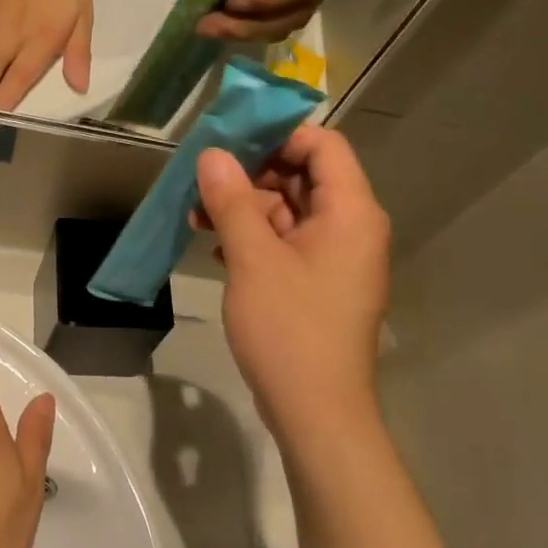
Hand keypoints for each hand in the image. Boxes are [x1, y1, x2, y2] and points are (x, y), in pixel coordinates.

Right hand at [194, 126, 390, 441]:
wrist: (316, 412)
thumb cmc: (290, 328)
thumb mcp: (253, 259)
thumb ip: (232, 200)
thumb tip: (211, 154)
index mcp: (351, 212)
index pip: (322, 145)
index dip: (277, 135)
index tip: (228, 139)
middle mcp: (351, 228)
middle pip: (304, 176)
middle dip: (251, 174)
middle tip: (202, 179)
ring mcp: (336, 259)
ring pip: (290, 212)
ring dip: (245, 209)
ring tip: (195, 216)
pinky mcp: (319, 285)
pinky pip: (288, 244)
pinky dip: (255, 239)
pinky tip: (216, 248)